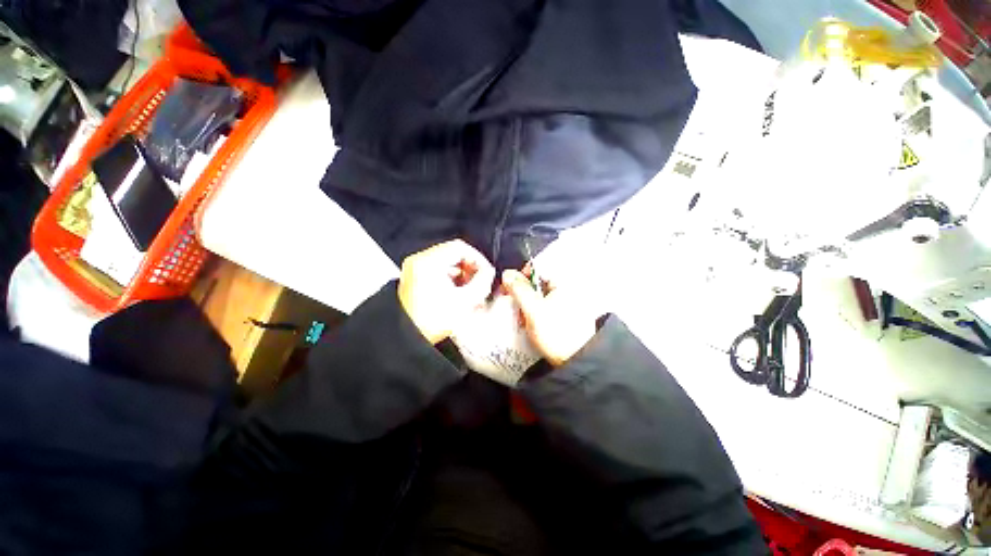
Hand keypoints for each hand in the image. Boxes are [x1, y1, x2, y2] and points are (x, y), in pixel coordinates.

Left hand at [398, 240, 495, 343]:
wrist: (407, 339)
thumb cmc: (434, 320)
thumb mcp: (465, 301)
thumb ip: (482, 282)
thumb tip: (489, 271)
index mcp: (429, 262)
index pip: (460, 247)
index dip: (478, 258)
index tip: (486, 272)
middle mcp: (419, 260)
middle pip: (453, 253)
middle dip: (470, 267)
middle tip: (480, 282)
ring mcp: (414, 268)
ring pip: (446, 262)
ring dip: (462, 274)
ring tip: (471, 290)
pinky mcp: (414, 278)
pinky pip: (438, 270)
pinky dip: (451, 278)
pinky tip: (458, 293)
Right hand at [502, 269, 600, 366]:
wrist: (575, 361)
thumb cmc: (557, 334)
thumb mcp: (533, 309)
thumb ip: (519, 289)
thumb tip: (508, 274)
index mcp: (564, 283)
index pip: (539, 268)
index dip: (521, 275)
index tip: (510, 287)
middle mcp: (568, 290)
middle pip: (538, 283)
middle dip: (523, 293)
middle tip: (515, 305)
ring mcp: (568, 303)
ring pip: (541, 296)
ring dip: (528, 304)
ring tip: (522, 318)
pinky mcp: (565, 316)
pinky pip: (546, 307)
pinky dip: (536, 312)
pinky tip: (530, 324)